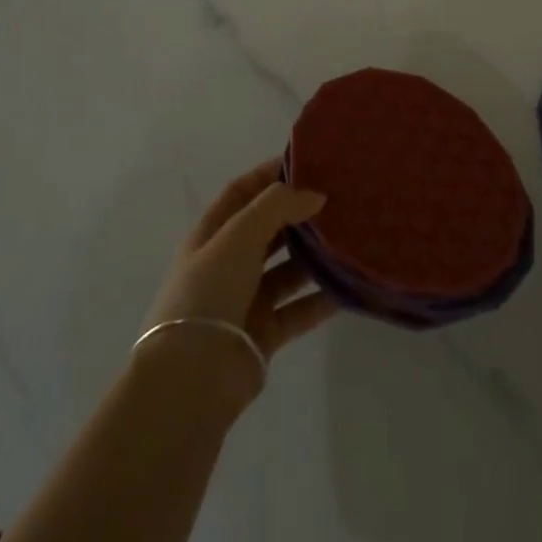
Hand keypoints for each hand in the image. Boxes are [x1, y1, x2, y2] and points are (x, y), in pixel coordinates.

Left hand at [140, 161, 336, 405]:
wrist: (192, 377)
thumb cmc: (209, 292)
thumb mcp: (239, 234)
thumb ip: (278, 206)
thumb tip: (315, 195)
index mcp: (212, 234)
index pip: (242, 192)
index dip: (269, 174)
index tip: (307, 164)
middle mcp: (228, 262)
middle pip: (268, 229)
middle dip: (298, 214)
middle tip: (339, 199)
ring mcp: (246, 299)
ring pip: (287, 269)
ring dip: (313, 255)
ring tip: (349, 238)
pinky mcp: (265, 332)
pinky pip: (299, 308)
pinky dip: (321, 298)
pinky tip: (347, 286)